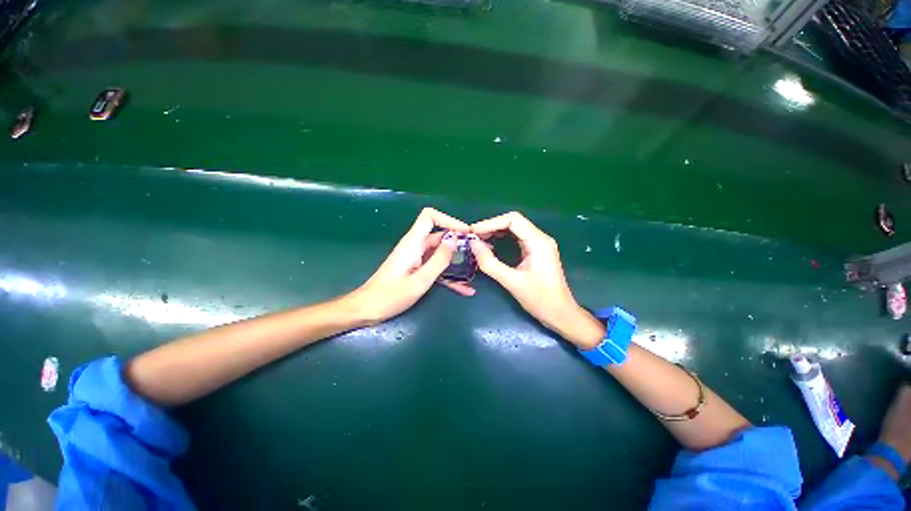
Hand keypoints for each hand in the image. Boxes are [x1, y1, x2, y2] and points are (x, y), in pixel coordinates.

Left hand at [350, 208, 472, 324]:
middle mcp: (415, 246)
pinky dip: (450, 276)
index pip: (430, 217)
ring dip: (458, 260)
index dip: (449, 220)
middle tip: (479, 252)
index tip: (466, 233)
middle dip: (460, 242)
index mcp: (413, 243)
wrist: (367, 310)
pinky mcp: (417, 269)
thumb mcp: (420, 280)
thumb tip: (455, 239)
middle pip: (440, 236)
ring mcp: (416, 258)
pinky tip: (465, 289)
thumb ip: (439, 260)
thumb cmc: (390, 296)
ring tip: (477, 269)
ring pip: (441, 253)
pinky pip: (436, 268)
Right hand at [469, 212, 604, 347]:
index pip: (513, 220)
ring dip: (496, 231)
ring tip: (479, 239)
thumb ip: (490, 263)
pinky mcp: (536, 251)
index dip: (490, 222)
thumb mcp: (511, 281)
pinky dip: (503, 238)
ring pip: (515, 229)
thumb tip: (473, 244)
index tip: (473, 232)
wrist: (560, 313)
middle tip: (473, 236)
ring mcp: (539, 244)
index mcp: (538, 242)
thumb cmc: (539, 299)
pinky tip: (491, 245)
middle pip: (513, 222)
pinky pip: (517, 238)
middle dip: (492, 226)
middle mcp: (540, 238)